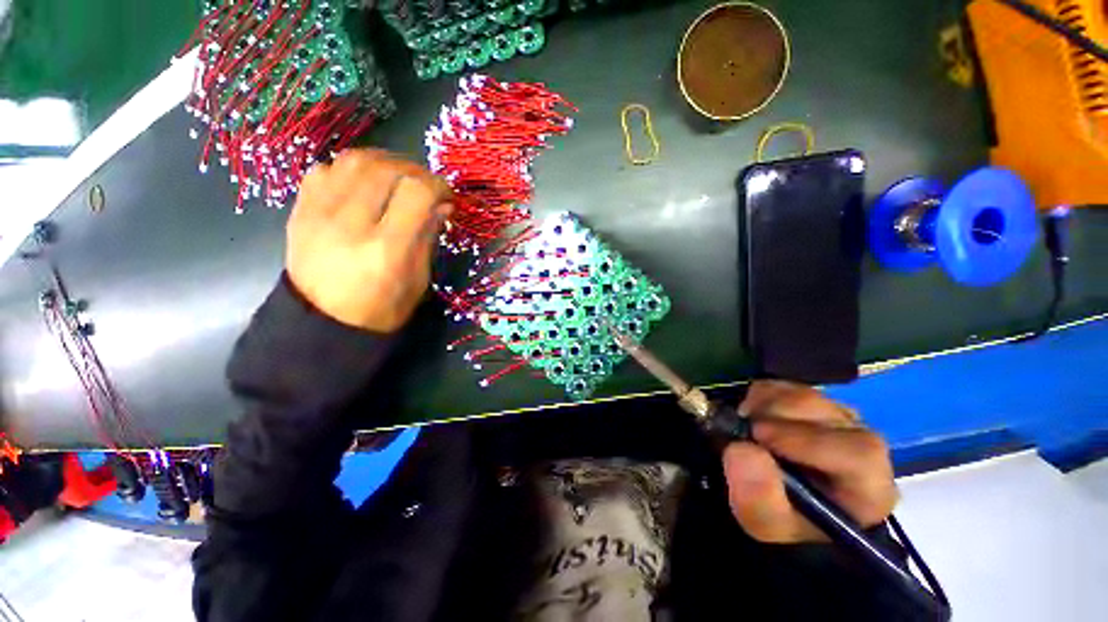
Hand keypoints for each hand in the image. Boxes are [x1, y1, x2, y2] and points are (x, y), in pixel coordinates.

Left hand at [286, 149, 451, 331]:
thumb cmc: (382, 309)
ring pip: (354, 160)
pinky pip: (326, 169)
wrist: (322, 322)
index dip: (438, 186)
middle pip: (386, 168)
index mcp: (387, 249)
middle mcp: (350, 224)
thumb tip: (442, 204)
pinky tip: (364, 185)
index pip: (417, 192)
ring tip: (397, 178)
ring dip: (384, 163)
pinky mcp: (300, 210)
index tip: (446, 196)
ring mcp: (318, 214)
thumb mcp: (419, 279)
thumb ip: (428, 237)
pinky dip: (352, 169)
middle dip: (415, 171)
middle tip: (425, 185)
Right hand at [722, 380, 897, 542]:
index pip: (858, 453)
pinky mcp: (812, 402)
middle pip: (824, 411)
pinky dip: (759, 394)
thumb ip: (759, 498)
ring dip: (762, 403)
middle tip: (742, 428)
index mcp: (868, 485)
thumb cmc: (783, 520)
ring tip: (744, 424)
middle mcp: (861, 443)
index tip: (758, 437)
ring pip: (801, 393)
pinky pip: (784, 385)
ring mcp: (837, 417)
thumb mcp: (767, 524)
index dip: (806, 440)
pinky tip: (751, 414)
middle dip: (774, 414)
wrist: (780, 501)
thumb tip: (741, 450)